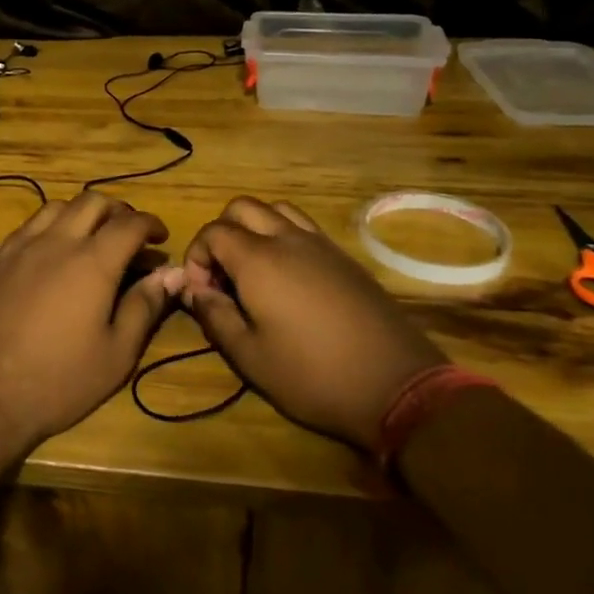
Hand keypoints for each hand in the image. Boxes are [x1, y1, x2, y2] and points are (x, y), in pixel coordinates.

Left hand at [0, 192, 182, 453]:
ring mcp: (21, 248)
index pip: (129, 223)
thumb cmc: (58, 380)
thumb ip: (145, 306)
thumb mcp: (116, 353)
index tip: (161, 239)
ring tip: (94, 238)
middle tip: (132, 235)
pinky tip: (54, 252)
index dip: (151, 224)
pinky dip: (51, 225)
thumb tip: (172, 274)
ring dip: (82, 213)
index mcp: (92, 261)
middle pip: (92, 202)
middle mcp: (56, 242)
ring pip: (56, 207)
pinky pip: (29, 226)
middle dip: (119, 210)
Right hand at [180, 197, 445, 451]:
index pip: (213, 231)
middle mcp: (288, 239)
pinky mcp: (345, 258)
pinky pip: (304, 227)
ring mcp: (321, 245)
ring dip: (254, 229)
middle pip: (242, 207)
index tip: (201, 291)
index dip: (196, 256)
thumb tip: (197, 292)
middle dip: (221, 233)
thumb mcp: (249, 356)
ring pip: (276, 210)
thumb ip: (215, 316)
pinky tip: (289, 279)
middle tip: (222, 275)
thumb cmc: (312, 375)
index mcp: (258, 260)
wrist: (396, 385)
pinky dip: (284, 237)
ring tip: (253, 270)